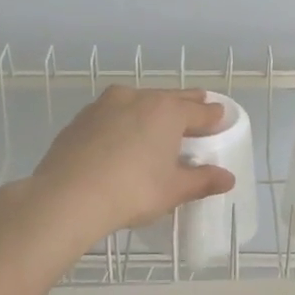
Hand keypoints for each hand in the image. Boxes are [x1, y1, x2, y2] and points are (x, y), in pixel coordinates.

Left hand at [25, 87, 235, 244]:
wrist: (67, 196)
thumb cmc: (132, 191)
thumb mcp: (173, 190)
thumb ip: (202, 180)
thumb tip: (227, 178)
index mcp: (167, 111)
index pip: (199, 110)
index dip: (213, 116)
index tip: (220, 118)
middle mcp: (138, 98)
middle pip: (170, 98)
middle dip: (186, 104)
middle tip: (197, 107)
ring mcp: (105, 105)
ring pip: (138, 101)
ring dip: (151, 109)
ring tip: (157, 124)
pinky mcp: (81, 118)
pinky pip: (112, 114)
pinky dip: (123, 121)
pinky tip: (121, 137)